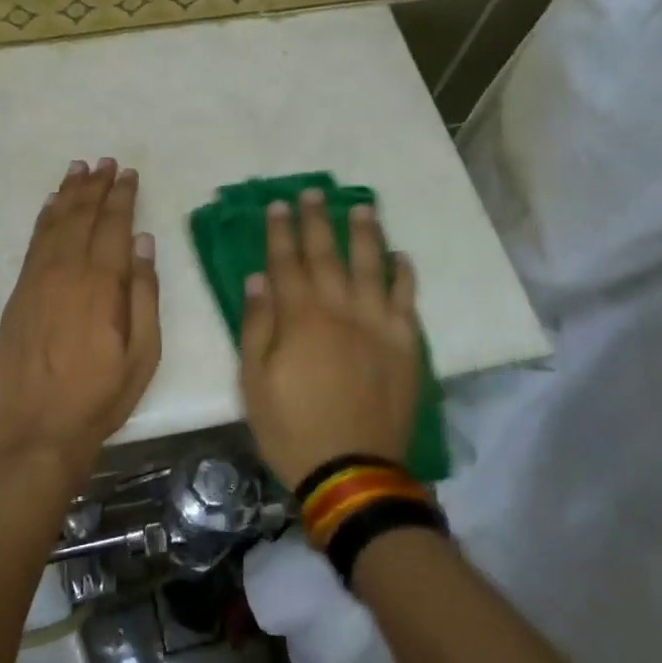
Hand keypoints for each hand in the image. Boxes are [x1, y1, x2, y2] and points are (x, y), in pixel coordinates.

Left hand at [0, 159, 160, 488]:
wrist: (33, 430)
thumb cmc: (98, 399)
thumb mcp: (142, 355)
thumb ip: (144, 295)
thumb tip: (144, 244)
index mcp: (102, 285)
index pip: (114, 227)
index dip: (122, 197)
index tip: (129, 174)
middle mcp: (66, 272)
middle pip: (82, 217)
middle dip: (95, 186)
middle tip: (106, 162)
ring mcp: (37, 282)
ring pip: (55, 224)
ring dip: (68, 194)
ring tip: (79, 169)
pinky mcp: (18, 295)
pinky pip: (33, 244)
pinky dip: (44, 220)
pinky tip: (51, 206)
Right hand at [239, 189, 420, 488]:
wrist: (351, 471)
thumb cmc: (291, 428)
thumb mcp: (254, 382)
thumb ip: (257, 326)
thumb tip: (258, 279)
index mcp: (300, 319)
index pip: (286, 263)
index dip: (280, 232)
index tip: (277, 205)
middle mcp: (341, 311)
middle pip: (327, 256)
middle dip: (317, 220)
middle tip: (312, 191)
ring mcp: (378, 326)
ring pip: (372, 267)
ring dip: (365, 233)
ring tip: (360, 205)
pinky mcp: (405, 346)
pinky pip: (407, 301)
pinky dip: (404, 276)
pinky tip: (400, 256)